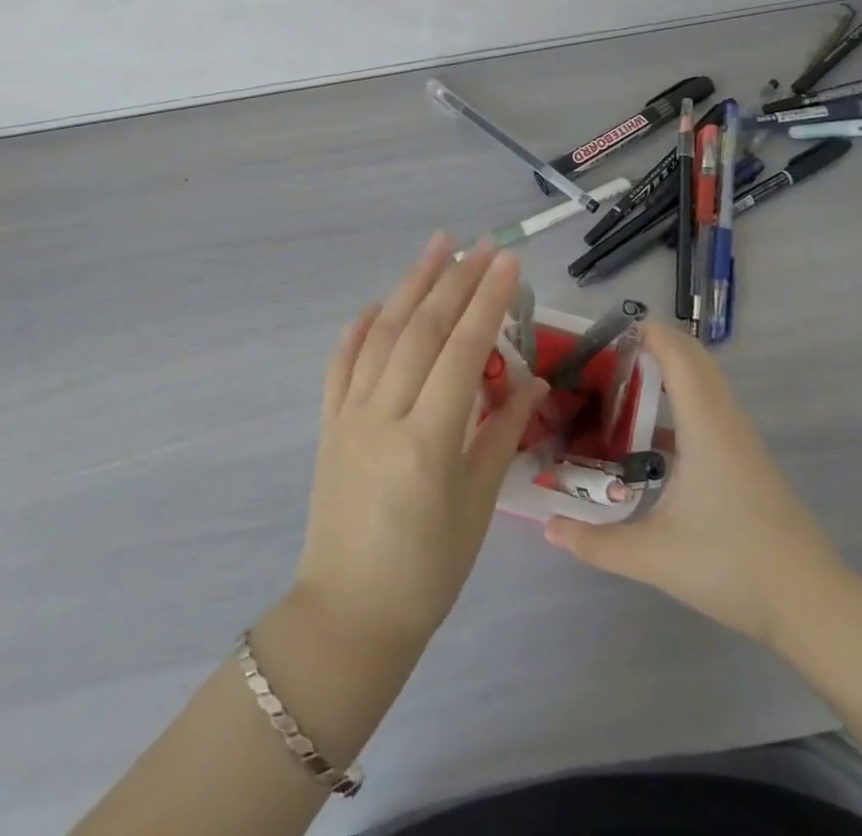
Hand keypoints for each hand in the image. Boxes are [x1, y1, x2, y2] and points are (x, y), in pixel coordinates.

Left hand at [294, 235, 548, 650]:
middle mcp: (383, 416)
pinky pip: (340, 365)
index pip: (461, 352)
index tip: (507, 261)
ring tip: (435, 248)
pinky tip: (373, 305)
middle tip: (480, 244)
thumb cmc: (427, 572)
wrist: (348, 616)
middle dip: (454, 281)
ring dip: (409, 286)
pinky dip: (357, 329)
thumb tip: (533, 383)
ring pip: (380, 335)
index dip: (487, 301)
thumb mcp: (478, 507)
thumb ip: (502, 434)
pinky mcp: (328, 425)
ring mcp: (349, 416)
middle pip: (421, 331)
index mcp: (427, 441)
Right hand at [544, 321, 856, 648]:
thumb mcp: (655, 556)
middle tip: (605, 360)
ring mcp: (741, 440)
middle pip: (694, 359)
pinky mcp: (747, 461)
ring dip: (669, 373)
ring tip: (621, 390)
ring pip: (705, 384)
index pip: (678, 354)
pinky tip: (651, 441)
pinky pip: (711, 409)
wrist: (811, 604)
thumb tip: (549, 528)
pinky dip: (682, 402)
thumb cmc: (732, 566)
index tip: (605, 333)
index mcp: (705, 425)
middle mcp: (726, 420)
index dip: (646, 333)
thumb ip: (597, 543)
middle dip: (653, 347)